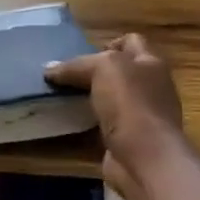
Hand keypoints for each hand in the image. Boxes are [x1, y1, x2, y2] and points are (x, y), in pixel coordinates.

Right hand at [45, 34, 186, 199]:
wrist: (145, 158)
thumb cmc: (130, 103)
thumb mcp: (103, 68)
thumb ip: (76, 65)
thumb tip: (49, 70)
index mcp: (150, 63)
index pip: (132, 41)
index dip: (109, 42)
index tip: (83, 54)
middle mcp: (150, 86)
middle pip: (120, 71)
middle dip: (94, 72)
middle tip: (66, 76)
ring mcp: (141, 115)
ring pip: (111, 98)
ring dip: (89, 98)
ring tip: (62, 96)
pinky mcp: (129, 139)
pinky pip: (105, 124)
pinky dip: (88, 122)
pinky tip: (69, 121)